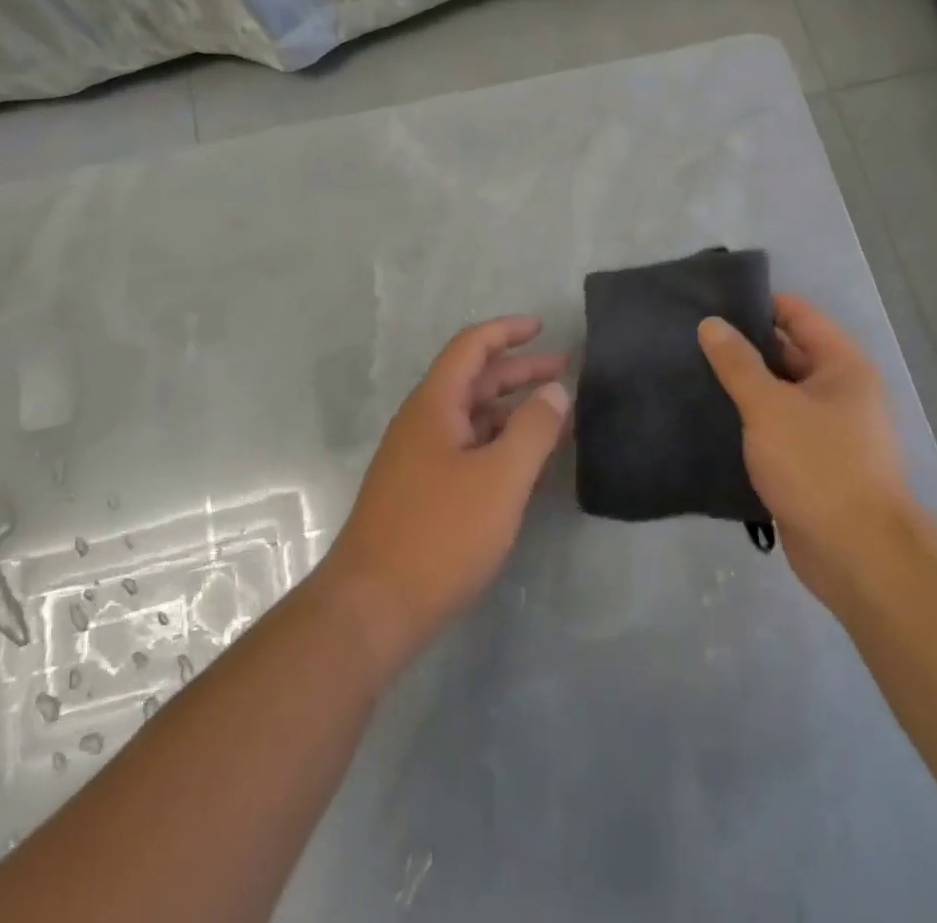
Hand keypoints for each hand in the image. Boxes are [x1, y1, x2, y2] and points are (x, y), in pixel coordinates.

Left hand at [320, 316, 568, 674]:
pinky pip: (465, 450)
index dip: (507, 331)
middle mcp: (422, 423)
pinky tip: (523, 464)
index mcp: (434, 405)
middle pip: (473, 381)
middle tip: (564, 373)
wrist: (372, 608)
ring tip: (554, 419)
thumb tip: (555, 390)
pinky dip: (497, 445)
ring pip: (470, 419)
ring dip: (510, 411)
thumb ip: (533, 429)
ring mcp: (417, 460)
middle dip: (518, 372)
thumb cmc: (440, 533)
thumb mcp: (500, 478)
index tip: (543, 328)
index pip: (471, 347)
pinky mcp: (420, 493)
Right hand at [698, 294, 915, 592]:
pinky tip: (709, 418)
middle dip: (744, 346)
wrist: (856, 555)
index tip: (712, 302)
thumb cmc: (817, 465)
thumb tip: (711, 324)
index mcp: (842, 367)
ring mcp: (828, 431)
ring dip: (743, 386)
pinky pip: (776, 429)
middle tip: (690, 338)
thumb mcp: (769, 406)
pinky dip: (748, 422)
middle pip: (788, 353)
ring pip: (778, 394)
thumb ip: (737, 363)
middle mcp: (840, 392)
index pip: (799, 315)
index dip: (759, 304)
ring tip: (690, 373)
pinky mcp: (812, 464)